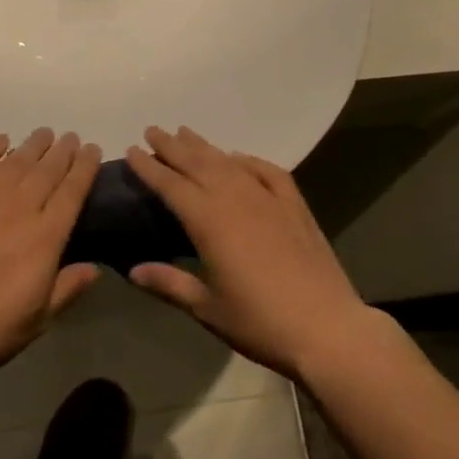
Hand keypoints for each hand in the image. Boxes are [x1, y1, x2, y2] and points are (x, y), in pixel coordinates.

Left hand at [0, 130, 100, 393]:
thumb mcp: (35, 321)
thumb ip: (66, 289)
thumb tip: (94, 268)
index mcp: (43, 238)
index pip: (72, 192)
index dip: (85, 168)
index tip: (93, 149)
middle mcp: (17, 209)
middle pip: (46, 171)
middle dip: (62, 151)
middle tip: (71, 137)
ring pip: (14, 162)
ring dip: (32, 145)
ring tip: (44, 134)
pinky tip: (0, 141)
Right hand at [125, 126, 374, 379]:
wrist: (327, 328)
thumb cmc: (260, 323)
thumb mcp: (207, 308)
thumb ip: (169, 284)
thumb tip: (132, 270)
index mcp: (208, 220)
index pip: (170, 184)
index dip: (148, 167)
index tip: (131, 149)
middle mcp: (234, 198)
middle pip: (196, 163)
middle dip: (172, 146)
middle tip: (153, 130)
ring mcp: (267, 197)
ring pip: (228, 162)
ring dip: (204, 146)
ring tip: (186, 132)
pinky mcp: (294, 205)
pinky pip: (266, 171)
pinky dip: (248, 160)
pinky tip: (239, 157)